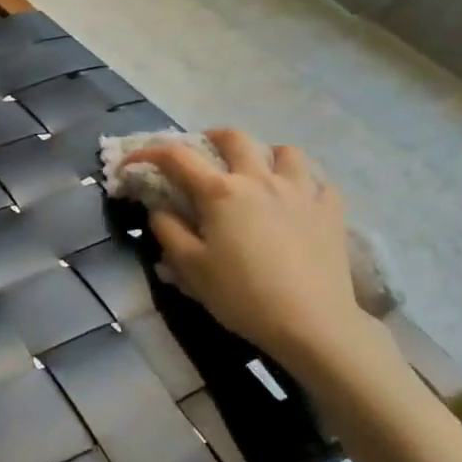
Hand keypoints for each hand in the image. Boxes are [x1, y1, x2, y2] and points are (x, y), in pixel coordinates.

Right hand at [122, 129, 375, 383]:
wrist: (310, 323)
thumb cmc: (241, 296)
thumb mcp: (190, 268)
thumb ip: (168, 230)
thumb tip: (158, 207)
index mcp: (221, 192)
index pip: (177, 158)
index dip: (148, 153)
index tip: (131, 163)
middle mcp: (260, 179)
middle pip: (234, 138)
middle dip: (211, 138)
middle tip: (202, 153)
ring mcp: (301, 191)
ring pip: (285, 152)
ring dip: (265, 155)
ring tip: (257, 173)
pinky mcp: (331, 210)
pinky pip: (320, 181)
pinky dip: (305, 183)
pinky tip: (298, 199)